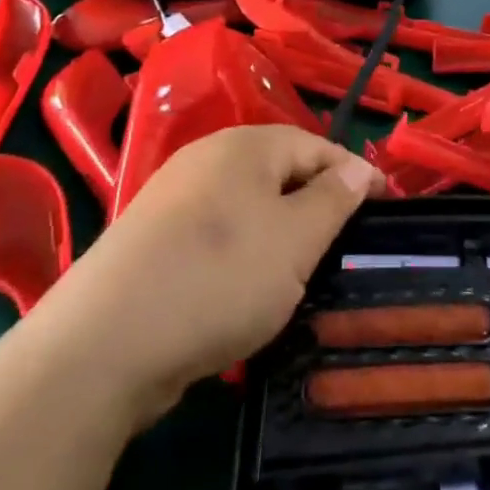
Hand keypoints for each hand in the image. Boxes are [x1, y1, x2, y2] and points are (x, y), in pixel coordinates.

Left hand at [45, 125, 384, 424]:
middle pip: (280, 173)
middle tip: (344, 247)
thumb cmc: (219, 278)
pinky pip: (216, 235)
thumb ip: (333, 199)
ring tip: (301, 274)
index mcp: (245, 146)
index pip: (317, 146)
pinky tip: (244, 291)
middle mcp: (207, 159)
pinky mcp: (152, 240)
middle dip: (316, 206)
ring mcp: (174, 199)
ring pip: (247, 208)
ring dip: (279, 235)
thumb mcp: (296, 240)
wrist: (104, 344)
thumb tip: (357, 169)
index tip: (384, 208)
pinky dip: (241, 256)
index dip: (354, 175)